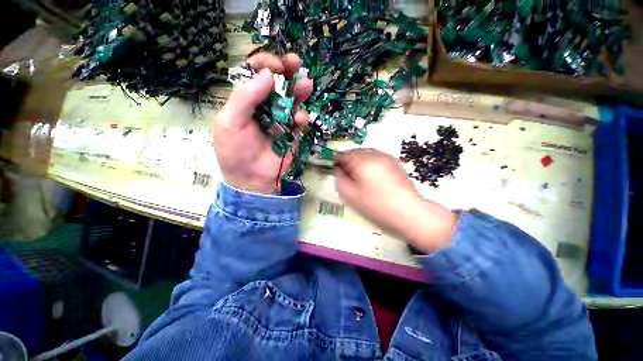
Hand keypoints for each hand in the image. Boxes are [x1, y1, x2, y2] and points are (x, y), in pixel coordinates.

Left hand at [213, 53, 313, 193]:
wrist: (250, 181)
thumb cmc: (233, 151)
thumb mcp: (229, 123)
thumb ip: (244, 97)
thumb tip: (267, 74)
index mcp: (244, 96)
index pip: (255, 71)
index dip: (265, 63)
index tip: (274, 65)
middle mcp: (263, 100)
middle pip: (277, 76)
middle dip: (287, 67)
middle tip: (295, 62)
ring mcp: (280, 113)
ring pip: (293, 93)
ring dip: (300, 86)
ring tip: (305, 85)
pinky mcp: (292, 128)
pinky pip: (301, 115)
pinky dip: (301, 115)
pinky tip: (297, 120)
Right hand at [335, 149, 456, 253]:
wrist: (409, 212)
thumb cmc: (378, 206)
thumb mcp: (352, 197)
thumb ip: (340, 181)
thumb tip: (338, 172)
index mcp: (362, 160)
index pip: (342, 155)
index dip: (336, 163)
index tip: (335, 174)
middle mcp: (375, 154)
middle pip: (356, 153)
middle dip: (350, 163)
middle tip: (348, 179)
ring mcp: (387, 158)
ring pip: (368, 155)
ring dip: (361, 164)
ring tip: (362, 182)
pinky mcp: (396, 164)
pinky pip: (379, 160)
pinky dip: (373, 166)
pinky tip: (375, 182)